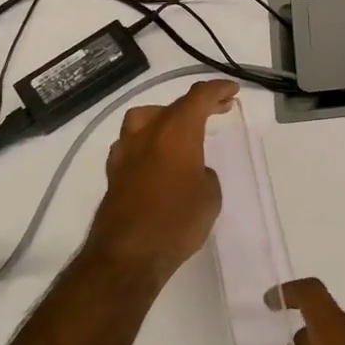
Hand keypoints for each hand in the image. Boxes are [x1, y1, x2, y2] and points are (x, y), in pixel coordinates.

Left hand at [83, 79, 237, 280]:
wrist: (129, 254)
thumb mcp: (210, 196)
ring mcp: (125, 152)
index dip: (217, 90)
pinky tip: (154, 157)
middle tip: (217, 109)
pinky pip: (131, 143)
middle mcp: (148, 133)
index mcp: (176, 131)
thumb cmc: (177, 221)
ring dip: (164, 117)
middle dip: (197, 104)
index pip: (198, 97)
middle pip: (172, 106)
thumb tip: (194, 171)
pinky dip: (147, 141)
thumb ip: (204, 174)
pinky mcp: (113, 173)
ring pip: (143, 118)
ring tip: (179, 129)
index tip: (232, 91)